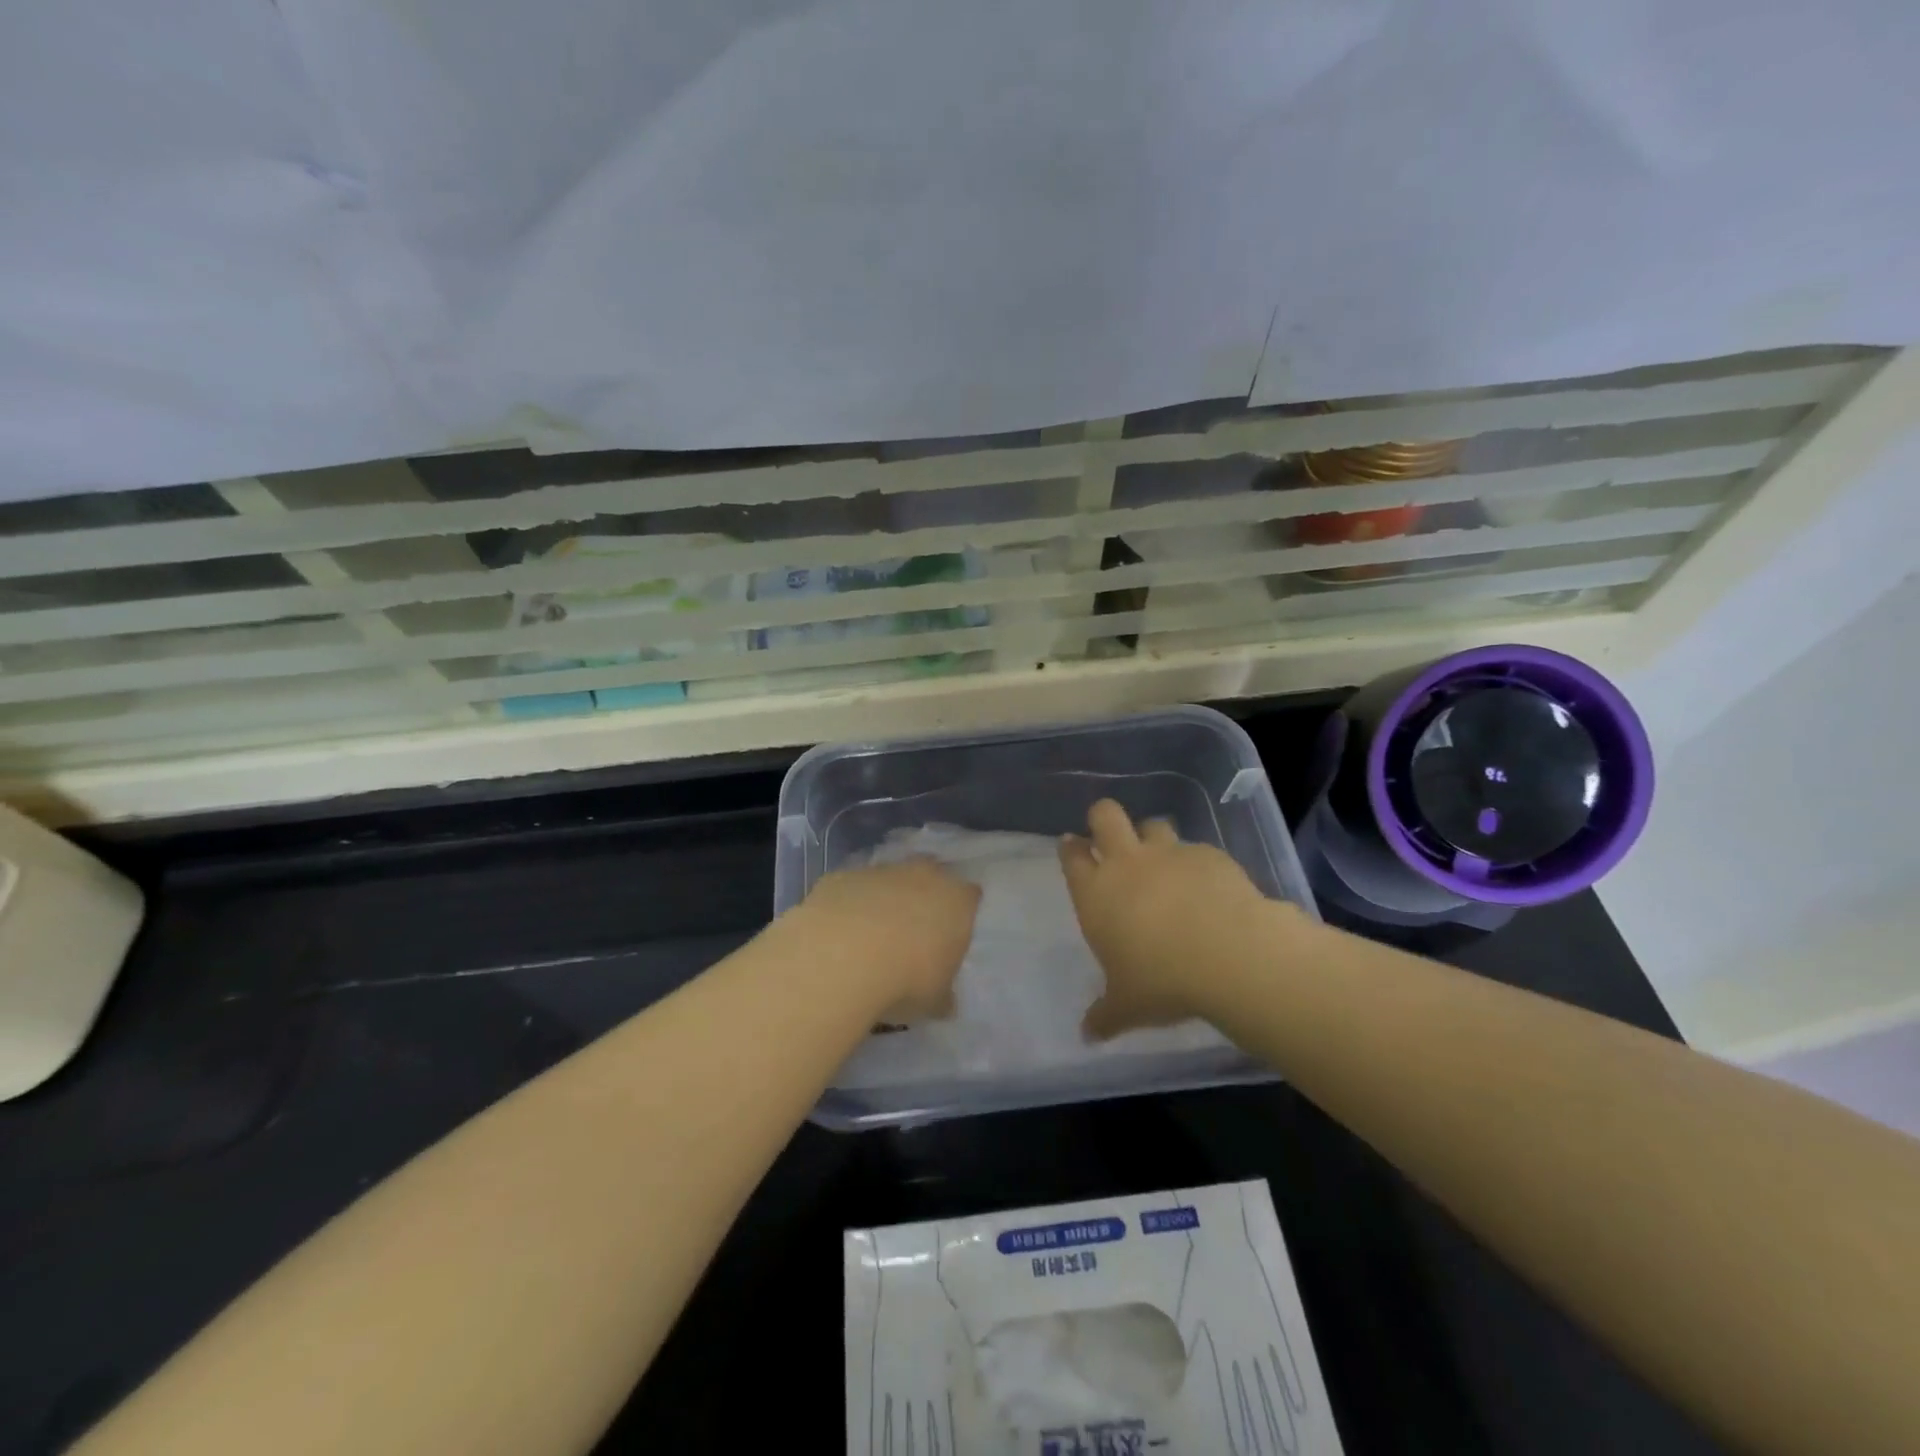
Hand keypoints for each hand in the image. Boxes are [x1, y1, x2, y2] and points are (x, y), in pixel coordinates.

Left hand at [796, 858, 980, 1021]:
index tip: (950, 936)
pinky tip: (840, 933)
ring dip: (884, 900)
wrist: (844, 957)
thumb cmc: (907, 979)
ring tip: (871, 936)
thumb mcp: (934, 1000)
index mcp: (957, 901)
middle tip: (913, 930)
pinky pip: (852, 889)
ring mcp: (880, 871)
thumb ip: (943, 996)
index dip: (960, 914)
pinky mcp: (843, 876)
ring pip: (888, 879)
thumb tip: (944, 1002)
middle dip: (924, 896)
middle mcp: (923, 876)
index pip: (970, 897)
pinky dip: (849, 905)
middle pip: (930, 875)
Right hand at [1059, 800, 1276, 1038]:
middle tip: (1110, 837)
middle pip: (1105, 815)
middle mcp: (1128, 863)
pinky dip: (1196, 863)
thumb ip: (1104, 1015)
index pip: (1073, 856)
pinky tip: (1208, 887)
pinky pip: (1196, 849)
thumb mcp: (1127, 1006)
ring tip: (1163, 862)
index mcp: (1096, 892)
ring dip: (1152, 837)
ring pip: (1153, 824)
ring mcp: (1170, 854)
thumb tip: (1086, 1035)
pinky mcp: (1209, 855)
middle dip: (1103, 819)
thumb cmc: (1161, 980)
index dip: (1070, 848)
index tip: (1072, 846)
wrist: (1228, 954)